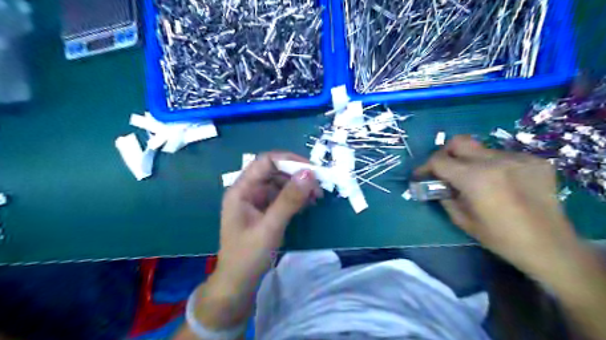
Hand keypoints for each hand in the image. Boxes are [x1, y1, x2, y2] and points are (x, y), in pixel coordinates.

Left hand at [216, 152, 321, 288]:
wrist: (238, 284)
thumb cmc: (248, 256)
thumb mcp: (270, 226)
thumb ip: (289, 199)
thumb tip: (309, 173)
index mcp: (242, 189)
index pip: (266, 162)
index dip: (289, 160)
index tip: (311, 170)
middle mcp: (249, 190)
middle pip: (275, 171)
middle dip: (297, 176)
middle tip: (319, 186)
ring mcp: (257, 201)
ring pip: (281, 184)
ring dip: (299, 187)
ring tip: (317, 196)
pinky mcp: (265, 211)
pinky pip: (282, 197)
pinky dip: (296, 198)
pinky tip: (309, 203)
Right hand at [414, 136, 579, 276]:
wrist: (550, 246)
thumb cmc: (500, 238)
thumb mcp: (462, 220)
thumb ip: (445, 197)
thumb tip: (436, 185)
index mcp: (475, 178)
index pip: (439, 160)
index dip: (425, 166)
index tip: (421, 175)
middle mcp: (495, 161)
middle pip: (459, 141)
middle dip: (445, 153)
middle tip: (444, 169)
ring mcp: (518, 158)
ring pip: (481, 149)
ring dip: (471, 161)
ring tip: (477, 180)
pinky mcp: (535, 160)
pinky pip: (503, 156)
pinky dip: (493, 166)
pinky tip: (500, 183)